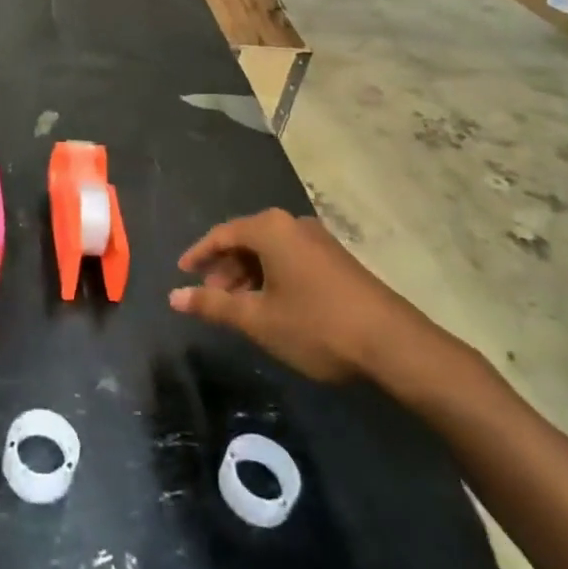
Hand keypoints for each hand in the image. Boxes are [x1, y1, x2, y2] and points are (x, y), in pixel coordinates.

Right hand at [168, 209, 450, 385]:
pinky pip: (290, 258)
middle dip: (224, 267)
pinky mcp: (336, 259)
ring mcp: (318, 240)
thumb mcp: (258, 319)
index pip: (222, 233)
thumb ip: (213, 305)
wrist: (393, 344)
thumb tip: (174, 296)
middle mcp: (293, 224)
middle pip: (246, 239)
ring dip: (248, 275)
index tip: (182, 273)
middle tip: (210, 296)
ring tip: (238, 307)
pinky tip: (271, 305)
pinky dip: (271, 276)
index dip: (199, 254)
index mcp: (270, 228)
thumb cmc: (316, 325)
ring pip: (270, 251)